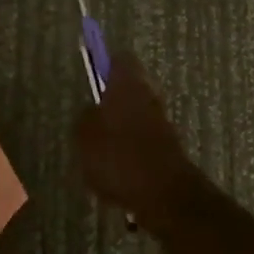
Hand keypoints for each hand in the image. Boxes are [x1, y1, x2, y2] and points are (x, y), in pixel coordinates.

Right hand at [74, 55, 199, 228]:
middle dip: (113, 101)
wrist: (164, 194)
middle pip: (130, 88)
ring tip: (100, 151)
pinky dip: (131, 150)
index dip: (106, 65)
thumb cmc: (118, 156)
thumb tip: (91, 111)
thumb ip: (85, 117)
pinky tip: (116, 172)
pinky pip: (144, 140)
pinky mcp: (168, 148)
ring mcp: (162, 122)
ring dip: (122, 128)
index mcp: (128, 83)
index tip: (93, 77)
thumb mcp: (84, 136)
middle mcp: (149, 95)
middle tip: (92, 119)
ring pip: (137, 115)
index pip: (120, 59)